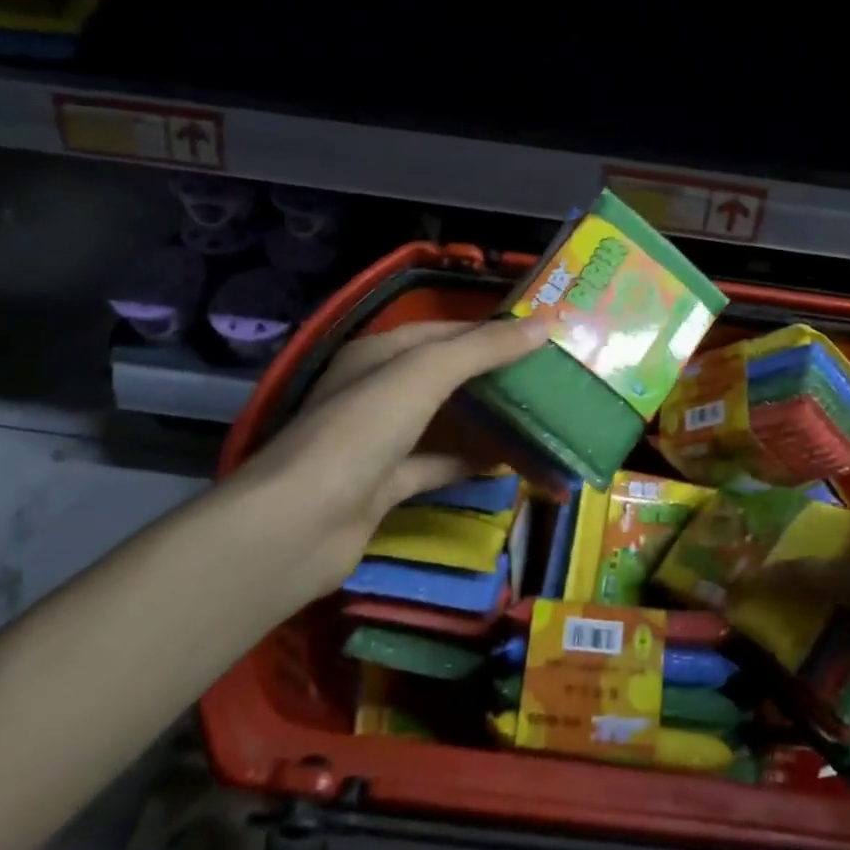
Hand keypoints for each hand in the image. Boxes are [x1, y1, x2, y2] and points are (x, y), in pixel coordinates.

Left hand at [226, 317, 549, 584]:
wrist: (302, 524)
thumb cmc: (362, 430)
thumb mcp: (425, 374)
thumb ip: (483, 349)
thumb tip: (543, 325)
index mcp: (379, 354)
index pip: (445, 332)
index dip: (491, 332)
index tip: (541, 338)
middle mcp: (377, 391)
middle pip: (446, 376)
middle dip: (493, 376)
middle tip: (548, 379)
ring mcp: (380, 440)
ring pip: (444, 422)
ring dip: (485, 420)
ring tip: (538, 418)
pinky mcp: (385, 486)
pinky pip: (437, 465)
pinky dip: (469, 462)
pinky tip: (508, 463)